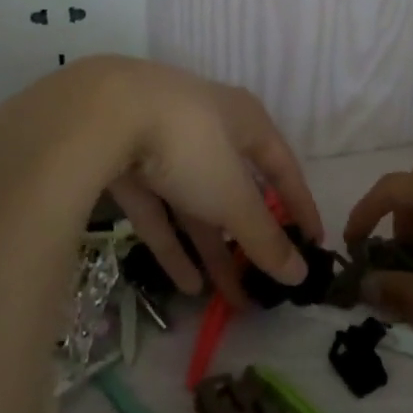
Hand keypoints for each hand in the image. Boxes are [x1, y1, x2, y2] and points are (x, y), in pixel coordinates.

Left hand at [0, 57, 320, 300]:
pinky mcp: (125, 165)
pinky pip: (158, 210)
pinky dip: (173, 244)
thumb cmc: (189, 143)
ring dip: (211, 249)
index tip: (313, 245)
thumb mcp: (232, 194)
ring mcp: (164, 145)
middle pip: (236, 189)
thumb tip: (300, 275)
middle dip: (248, 238)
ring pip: (195, 204)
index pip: (283, 167)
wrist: (100, 113)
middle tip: (263, 284)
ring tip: (227, 298)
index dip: (299, 205)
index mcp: (245, 121)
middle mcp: (209, 128)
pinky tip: (186, 285)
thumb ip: (263, 236)